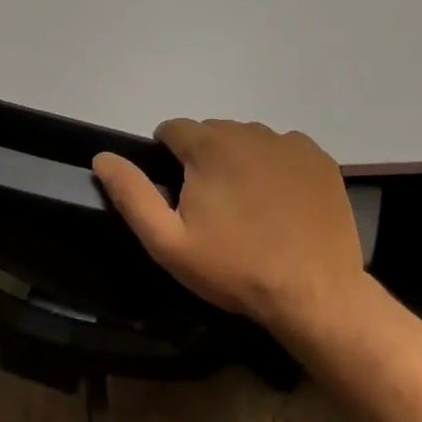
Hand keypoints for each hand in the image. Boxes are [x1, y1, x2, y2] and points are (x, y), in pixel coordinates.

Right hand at [92, 120, 363, 331]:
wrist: (314, 292)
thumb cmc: (234, 268)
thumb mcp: (169, 242)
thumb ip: (132, 194)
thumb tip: (103, 157)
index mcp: (209, 145)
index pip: (172, 129)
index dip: (167, 159)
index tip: (176, 195)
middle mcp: (249, 131)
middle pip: (211, 133)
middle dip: (203, 160)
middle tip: (212, 208)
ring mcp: (289, 143)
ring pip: (247, 140)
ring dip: (238, 161)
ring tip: (247, 207)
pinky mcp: (318, 158)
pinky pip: (283, 150)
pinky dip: (275, 167)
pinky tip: (280, 203)